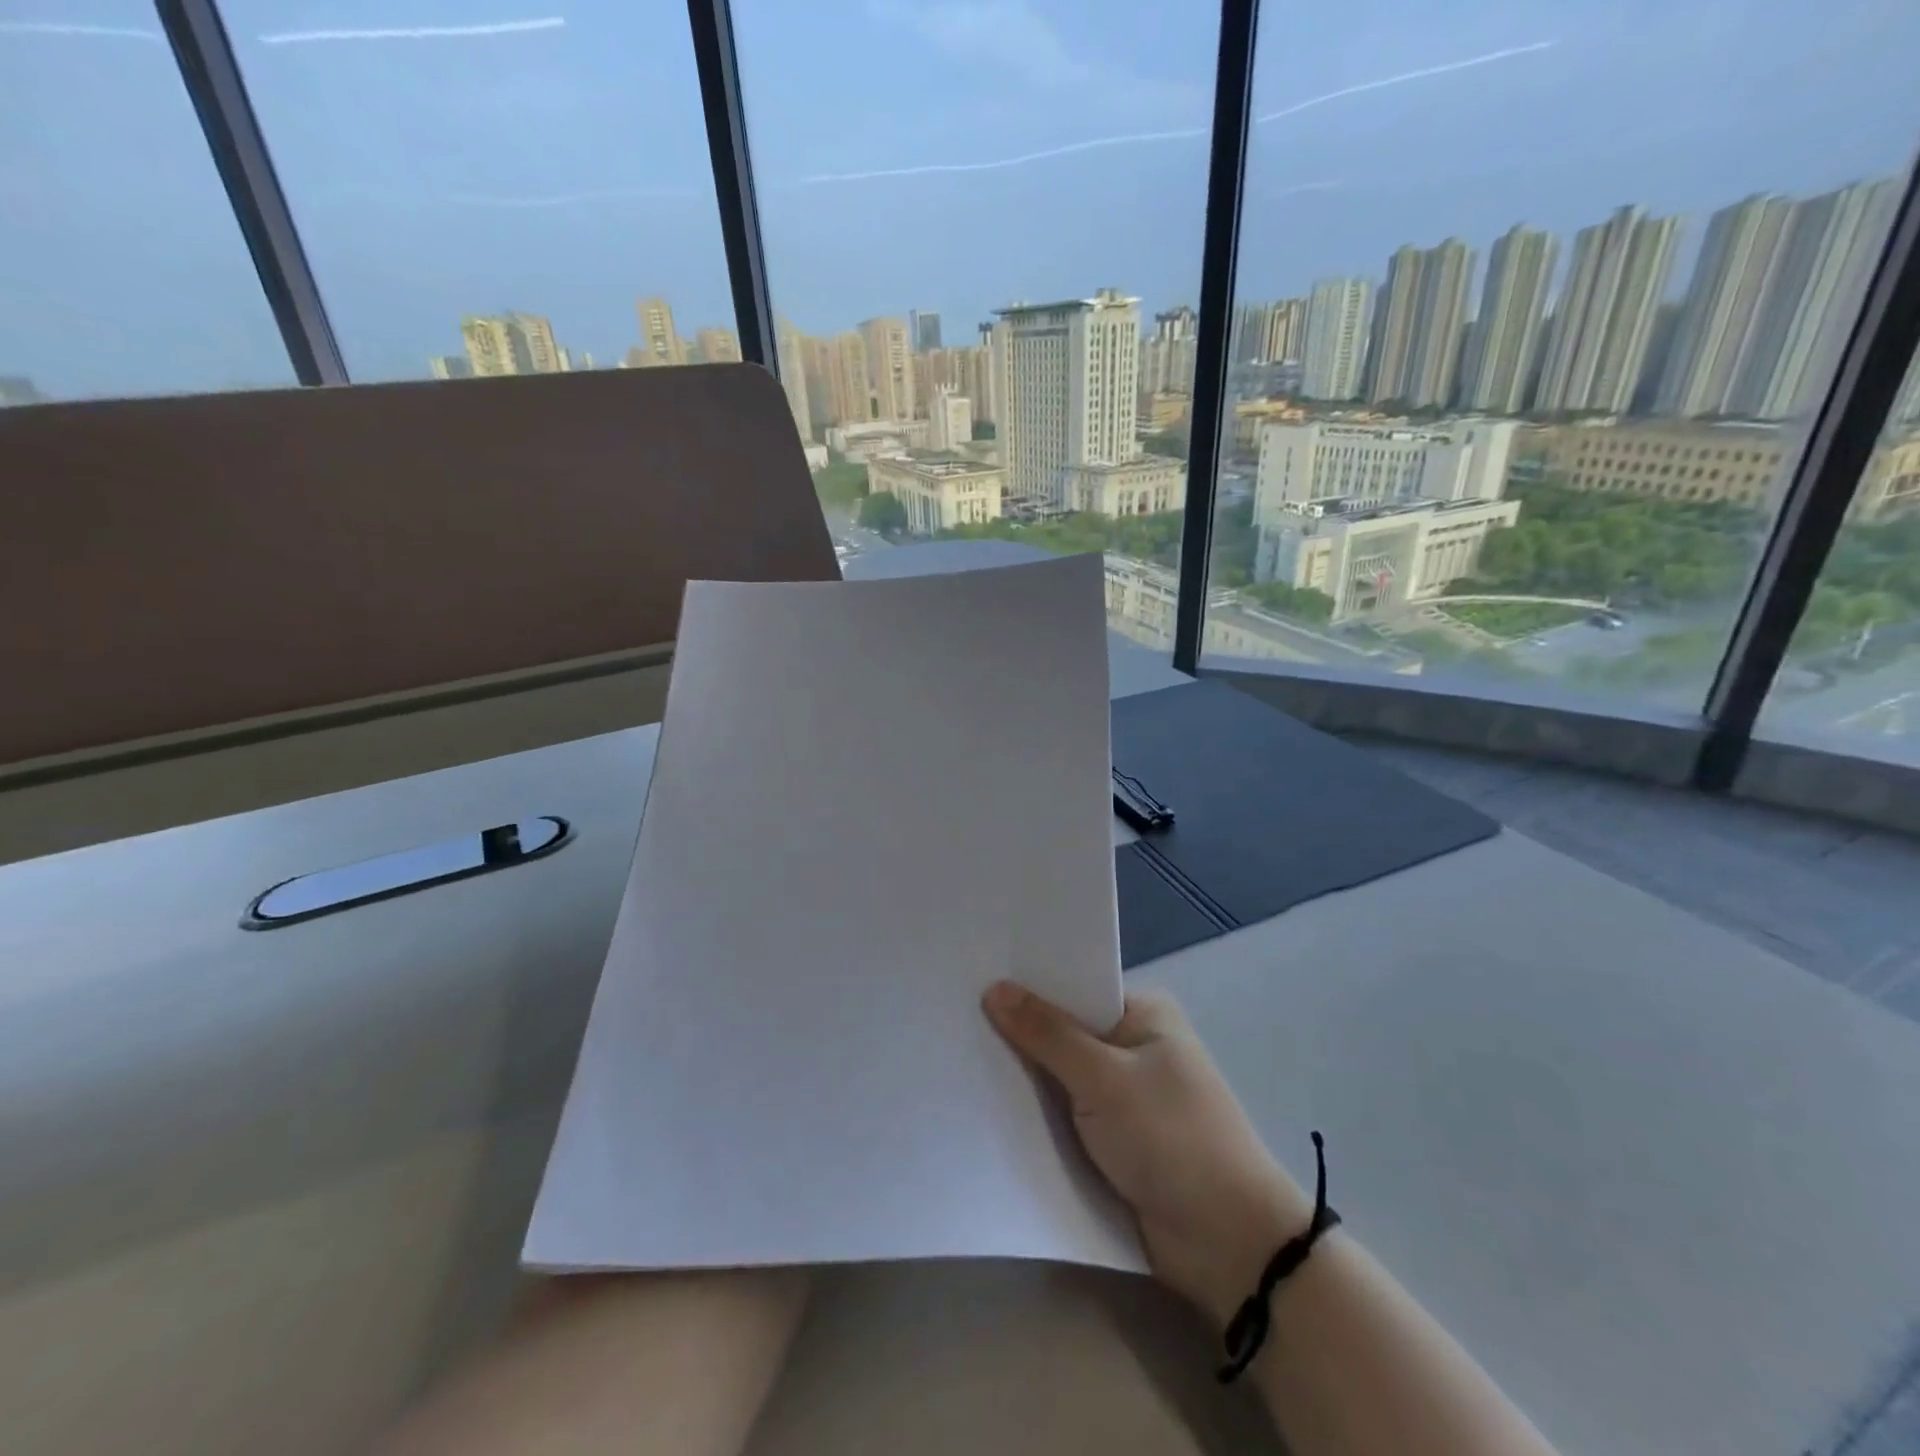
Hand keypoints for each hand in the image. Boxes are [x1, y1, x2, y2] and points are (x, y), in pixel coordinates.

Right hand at [983, 981, 1310, 1324]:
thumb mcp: (1104, 1078)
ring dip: (1025, 1079)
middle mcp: (1135, 1048)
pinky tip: (987, 1107)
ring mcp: (1125, 1098)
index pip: (1076, 987)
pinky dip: (1038, 1117)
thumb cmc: (1171, 1138)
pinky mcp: (1115, 1142)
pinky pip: (1066, 1117)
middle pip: (1065, 1031)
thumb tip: (994, 989)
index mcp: (1144, 1015)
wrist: (1228, 1246)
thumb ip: (1047, 1034)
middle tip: (954, 1018)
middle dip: (1020, 1033)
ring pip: (1061, 1078)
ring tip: (956, 1057)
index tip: (974, 978)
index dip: (1029, 984)